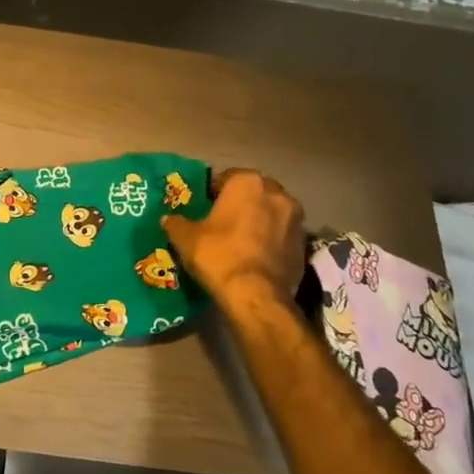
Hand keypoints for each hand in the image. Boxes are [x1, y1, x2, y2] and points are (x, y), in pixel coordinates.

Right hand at [162, 169, 306, 307]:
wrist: (255, 295)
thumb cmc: (218, 255)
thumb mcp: (185, 238)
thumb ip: (176, 223)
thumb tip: (169, 219)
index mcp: (247, 183)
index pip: (226, 178)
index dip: (213, 193)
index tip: (204, 208)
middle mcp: (277, 193)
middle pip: (253, 193)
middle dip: (240, 204)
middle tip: (222, 222)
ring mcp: (296, 219)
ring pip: (271, 213)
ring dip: (259, 221)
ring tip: (241, 240)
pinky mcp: (305, 244)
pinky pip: (282, 235)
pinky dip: (271, 241)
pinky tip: (256, 257)